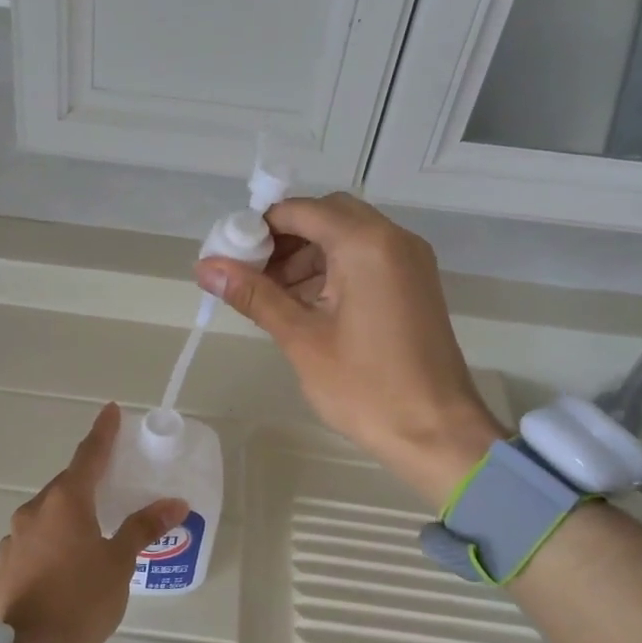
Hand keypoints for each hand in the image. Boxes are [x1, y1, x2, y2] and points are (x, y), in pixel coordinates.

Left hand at [0, 403, 188, 642]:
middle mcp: (33, 511)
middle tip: (108, 490)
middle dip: (86, 484)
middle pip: (64, 487)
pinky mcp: (3, 567)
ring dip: (65, 518)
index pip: (89, 456)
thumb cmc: (83, 600)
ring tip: (86, 539)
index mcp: (65, 502)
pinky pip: (30, 544)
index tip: (111, 411)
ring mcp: (12, 540)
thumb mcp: (120, 562)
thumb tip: (175, 503)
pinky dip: (47, 545)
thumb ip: (143, 527)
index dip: (103, 433)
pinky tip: (60, 569)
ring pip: (44, 516)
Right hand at [196, 193, 501, 509]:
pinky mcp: (415, 283)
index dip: (259, 227)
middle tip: (253, 274)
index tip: (231, 256)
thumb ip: (254, 294)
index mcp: (366, 244)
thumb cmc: (365, 387)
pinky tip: (307, 305)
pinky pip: (366, 257)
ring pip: (347, 235)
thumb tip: (205, 267)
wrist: (436, 432)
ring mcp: (409, 260)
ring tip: (274, 296)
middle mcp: (393, 239)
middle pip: (327, 215)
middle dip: (285, 239)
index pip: (301, 211)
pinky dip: (333, 268)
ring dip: (307, 254)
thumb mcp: (301, 338)